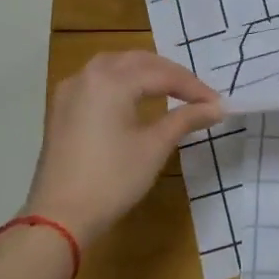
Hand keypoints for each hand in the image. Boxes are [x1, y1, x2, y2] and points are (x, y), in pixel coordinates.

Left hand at [23, 51, 223, 246]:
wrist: (60, 217)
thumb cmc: (113, 179)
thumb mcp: (155, 146)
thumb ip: (187, 119)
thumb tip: (218, 107)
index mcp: (111, 82)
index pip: (163, 75)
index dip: (194, 88)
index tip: (218, 103)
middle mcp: (88, 76)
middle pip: (138, 61)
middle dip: (171, 74)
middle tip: (198, 95)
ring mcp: (70, 91)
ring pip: (114, 66)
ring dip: (145, 72)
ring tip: (171, 89)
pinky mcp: (61, 109)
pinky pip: (97, 81)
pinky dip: (122, 81)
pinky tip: (135, 98)